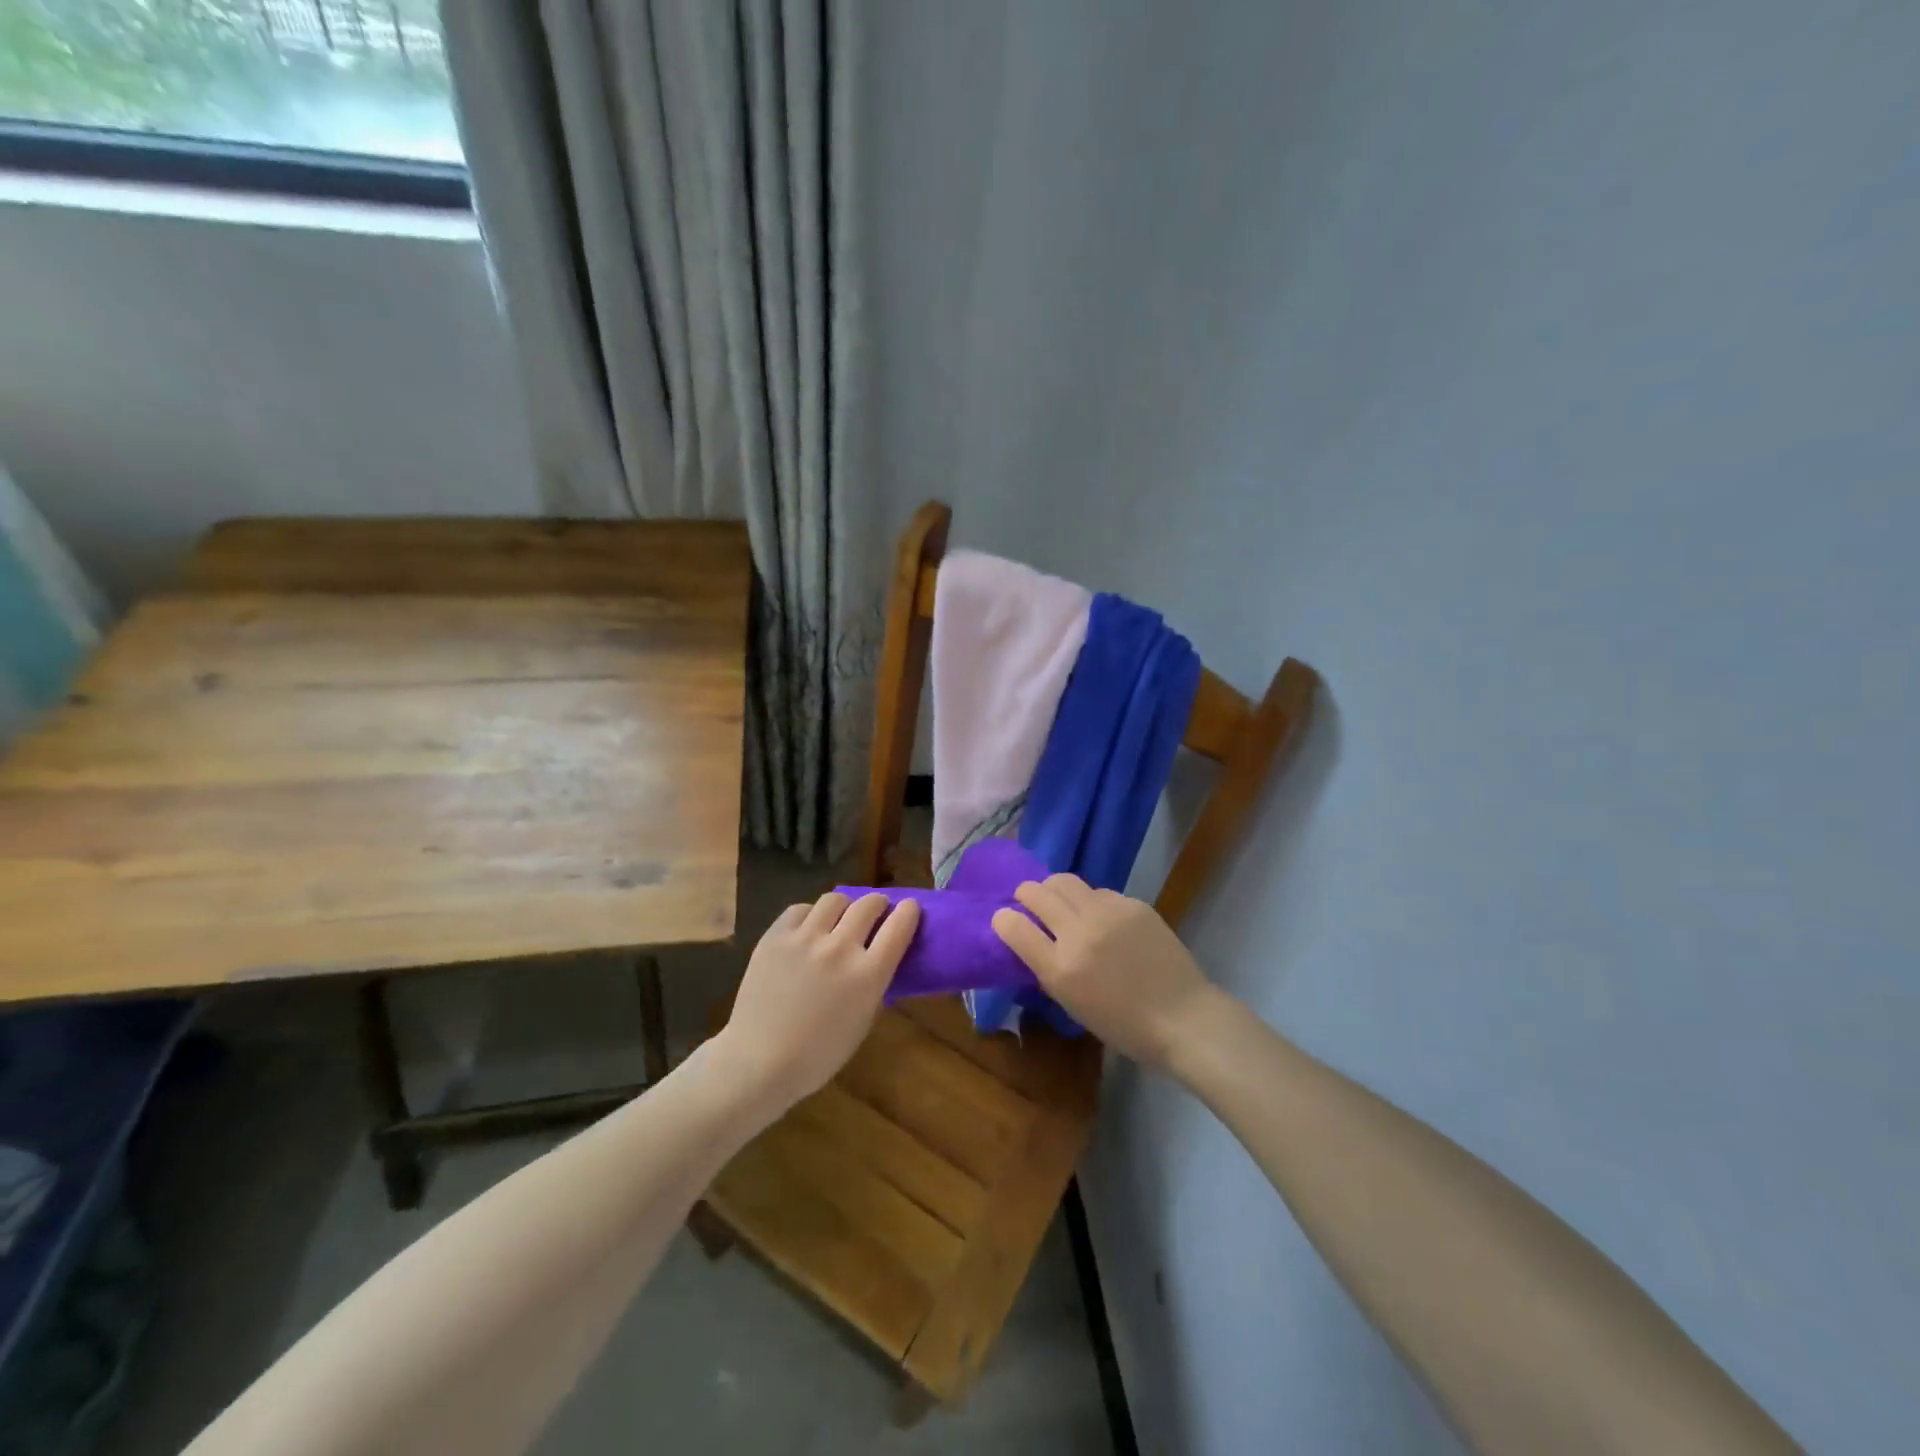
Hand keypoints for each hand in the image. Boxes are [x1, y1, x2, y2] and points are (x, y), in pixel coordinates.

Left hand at [717, 892, 919, 1113]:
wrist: (759, 1061)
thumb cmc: (818, 1054)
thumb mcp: (863, 1021)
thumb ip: (874, 984)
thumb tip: (879, 958)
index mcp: (868, 974)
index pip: (899, 926)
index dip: (909, 912)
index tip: (909, 908)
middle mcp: (840, 948)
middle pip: (869, 904)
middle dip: (878, 904)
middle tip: (876, 911)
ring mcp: (805, 938)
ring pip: (835, 899)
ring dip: (844, 907)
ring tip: (839, 918)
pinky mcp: (776, 936)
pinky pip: (800, 910)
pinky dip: (810, 916)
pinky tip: (807, 930)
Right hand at [992, 874, 1221, 1068]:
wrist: (1183, 1017)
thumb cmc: (1124, 1025)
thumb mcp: (1073, 1005)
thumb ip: (1049, 968)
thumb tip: (1032, 940)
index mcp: (1061, 968)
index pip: (1014, 927)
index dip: (1003, 920)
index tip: (1004, 919)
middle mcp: (1079, 933)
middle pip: (1037, 893)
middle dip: (1025, 894)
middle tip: (1029, 901)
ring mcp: (1108, 913)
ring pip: (1066, 881)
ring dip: (1055, 890)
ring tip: (1062, 902)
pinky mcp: (1133, 904)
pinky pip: (1099, 891)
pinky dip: (1091, 901)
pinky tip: (1102, 918)